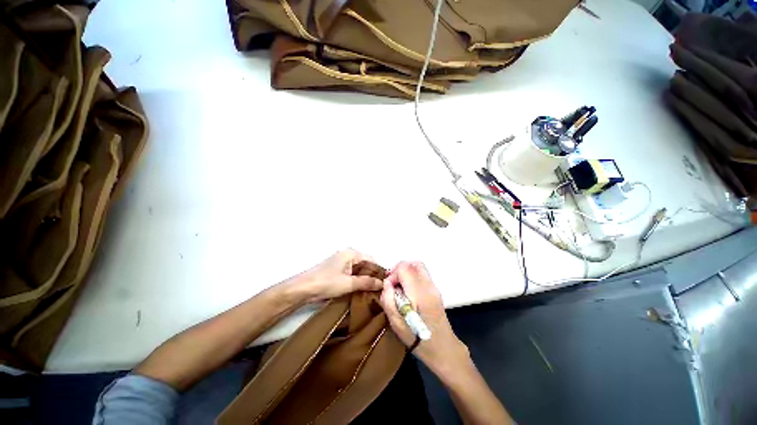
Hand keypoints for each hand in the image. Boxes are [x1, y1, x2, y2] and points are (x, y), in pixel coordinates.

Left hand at [287, 249, 382, 302]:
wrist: (302, 289)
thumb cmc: (327, 283)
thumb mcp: (349, 283)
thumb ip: (367, 282)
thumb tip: (382, 283)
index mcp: (351, 253)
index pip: (371, 259)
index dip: (379, 271)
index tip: (385, 283)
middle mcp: (347, 254)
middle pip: (365, 264)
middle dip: (372, 275)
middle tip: (380, 289)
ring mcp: (341, 262)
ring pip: (358, 269)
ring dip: (364, 279)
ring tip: (372, 291)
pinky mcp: (336, 270)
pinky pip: (351, 273)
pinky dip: (357, 280)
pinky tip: (360, 290)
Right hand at [379, 262, 469, 374]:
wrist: (443, 349)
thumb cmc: (417, 339)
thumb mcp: (396, 324)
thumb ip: (388, 300)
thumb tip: (387, 283)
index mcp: (420, 294)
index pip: (404, 269)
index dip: (393, 274)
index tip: (389, 287)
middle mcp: (429, 286)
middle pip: (413, 264)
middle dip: (399, 269)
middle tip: (392, 284)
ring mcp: (434, 287)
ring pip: (419, 267)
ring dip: (406, 271)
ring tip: (399, 286)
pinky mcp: (435, 290)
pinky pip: (422, 274)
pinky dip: (412, 276)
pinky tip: (407, 290)